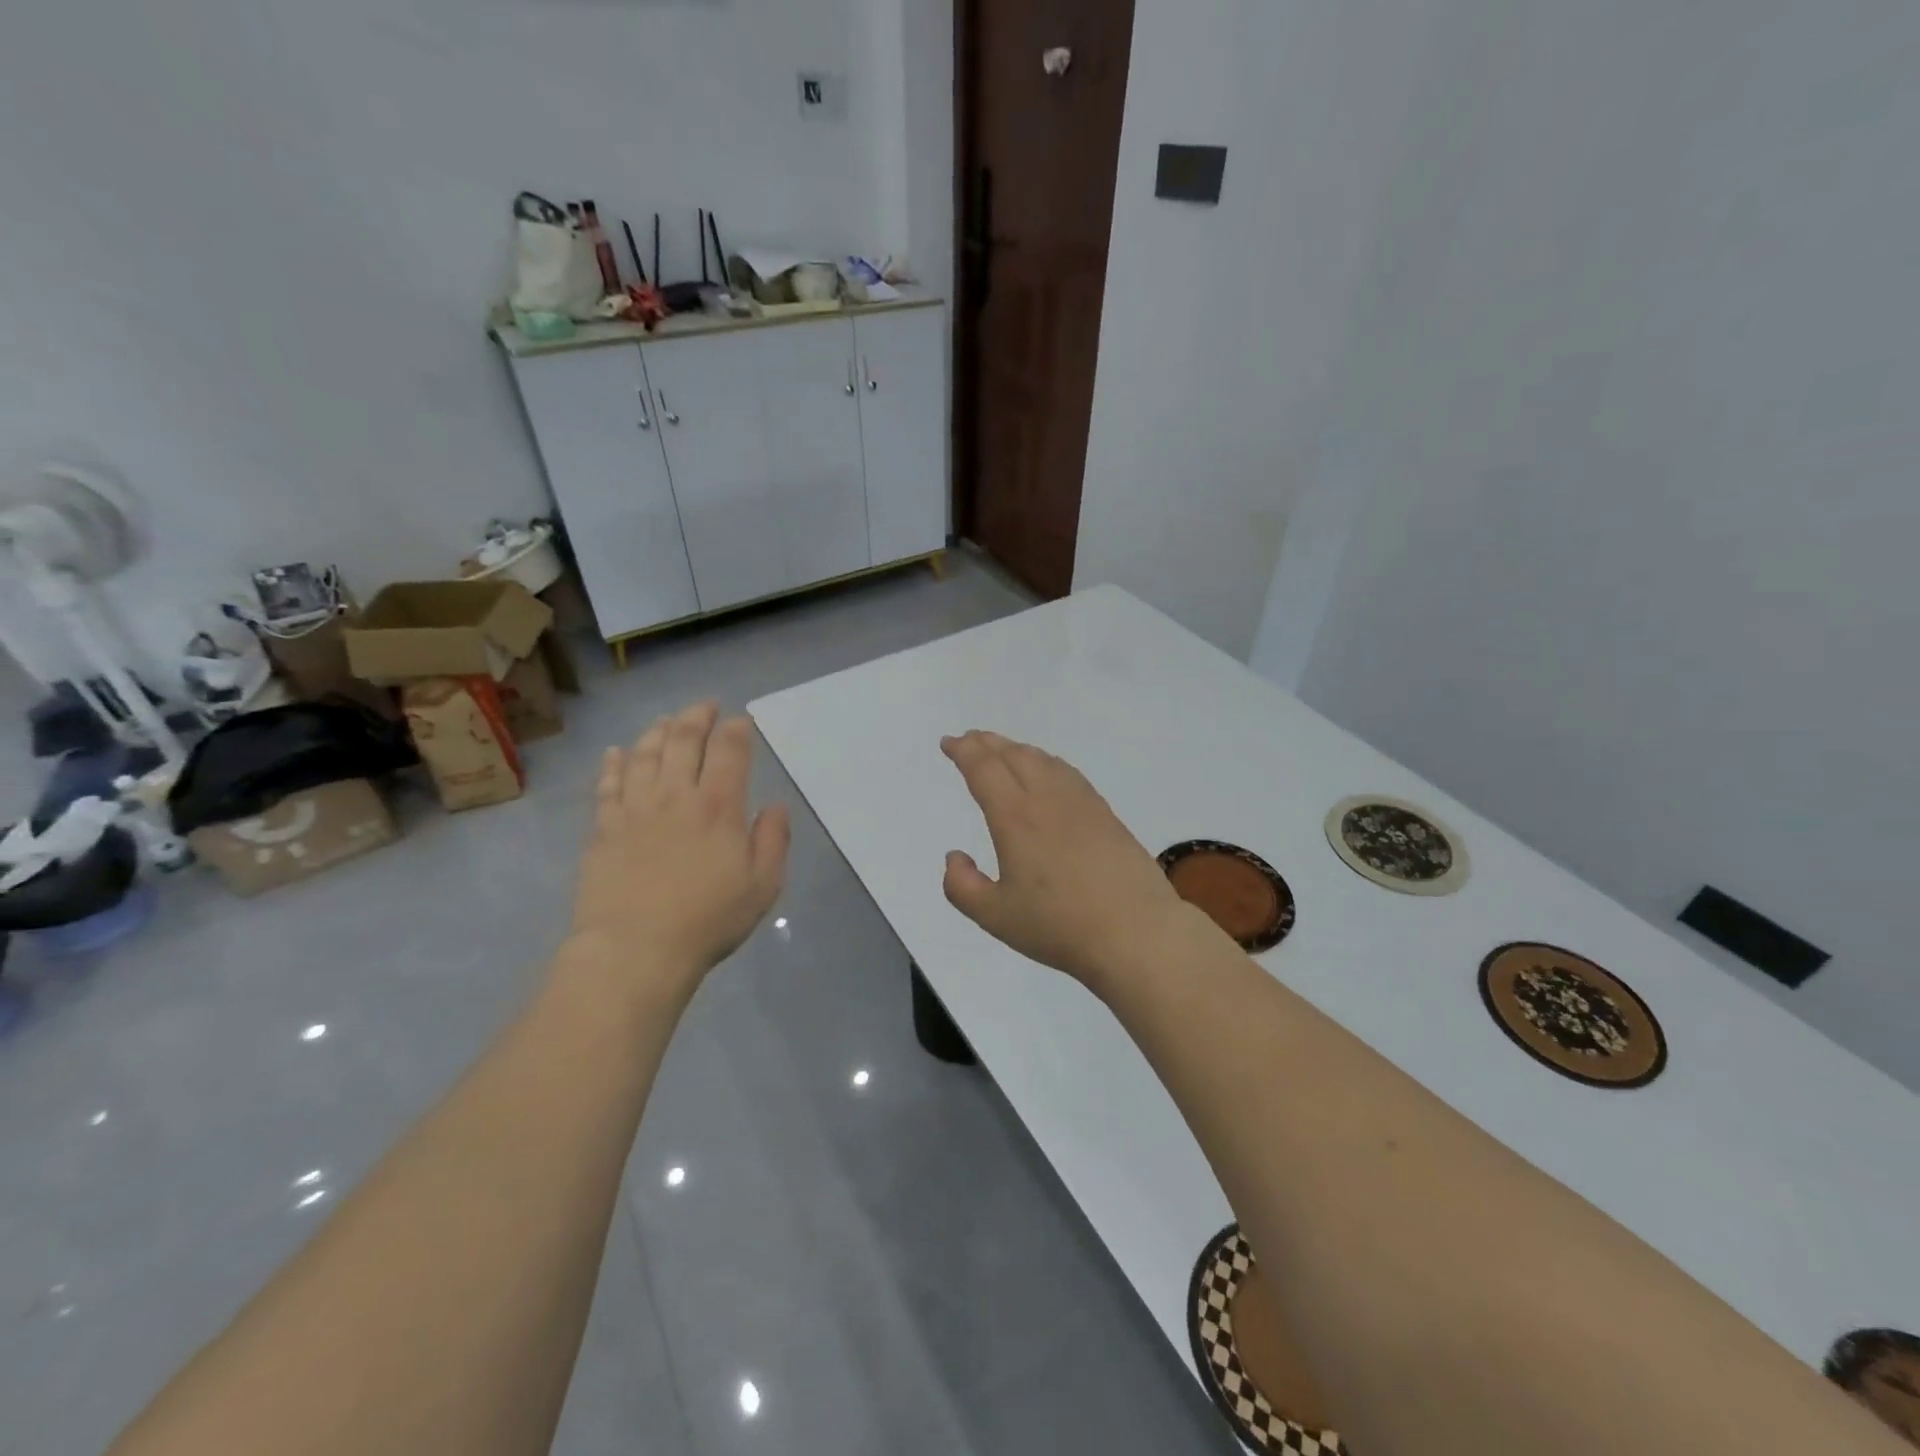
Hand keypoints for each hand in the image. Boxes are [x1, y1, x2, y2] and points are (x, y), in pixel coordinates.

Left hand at [570, 702, 789, 989]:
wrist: (635, 950)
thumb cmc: (707, 920)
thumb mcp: (763, 886)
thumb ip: (773, 840)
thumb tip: (776, 805)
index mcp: (718, 806)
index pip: (729, 751)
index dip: (736, 730)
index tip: (741, 720)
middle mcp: (676, 796)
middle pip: (684, 741)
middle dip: (697, 717)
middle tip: (705, 706)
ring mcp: (635, 809)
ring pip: (644, 754)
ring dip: (658, 731)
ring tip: (667, 720)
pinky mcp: (603, 827)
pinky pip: (607, 784)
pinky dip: (613, 763)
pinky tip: (616, 752)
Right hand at [940, 731, 1197, 987]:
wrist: (1135, 931)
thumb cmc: (1059, 926)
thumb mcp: (995, 916)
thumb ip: (962, 886)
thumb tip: (954, 857)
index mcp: (1015, 817)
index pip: (984, 768)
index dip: (963, 751)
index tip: (949, 743)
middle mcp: (1046, 798)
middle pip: (1013, 755)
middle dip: (986, 743)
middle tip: (969, 740)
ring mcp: (1080, 803)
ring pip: (1043, 759)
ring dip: (1016, 749)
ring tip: (1003, 751)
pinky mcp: (1105, 813)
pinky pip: (1068, 772)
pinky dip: (1046, 762)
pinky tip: (1048, 773)